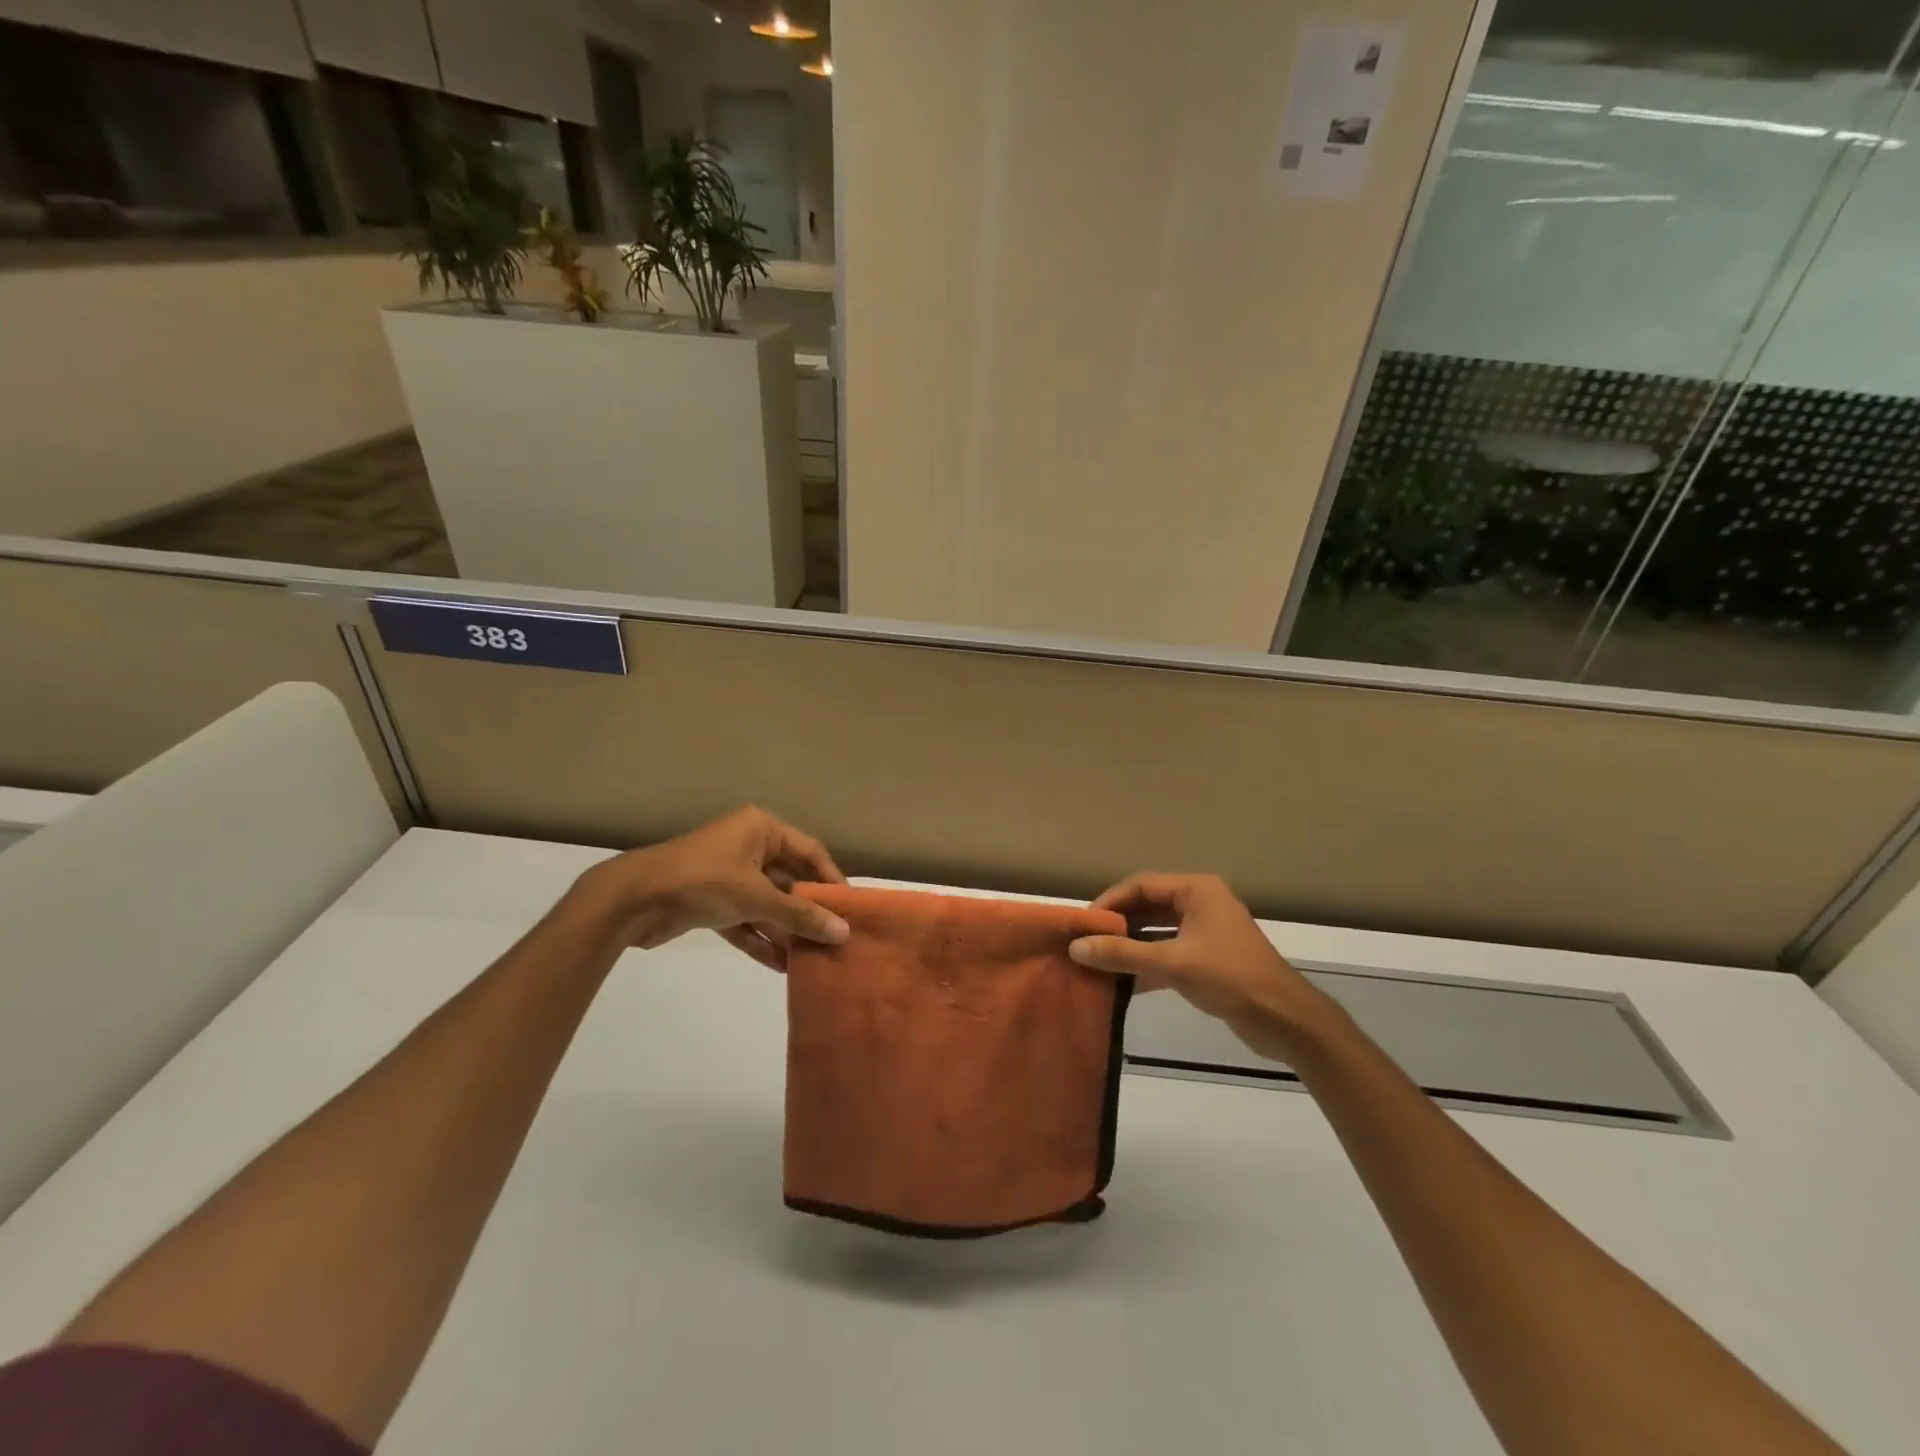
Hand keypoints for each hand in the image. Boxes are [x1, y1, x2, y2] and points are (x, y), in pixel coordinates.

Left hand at [575, 807, 849, 970]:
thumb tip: (843, 932)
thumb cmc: (702, 881)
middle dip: (809, 910)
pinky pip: (746, 920)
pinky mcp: (712, 903)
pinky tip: (782, 966)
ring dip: (786, 929)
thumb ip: (800, 915)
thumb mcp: (756, 896)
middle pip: (790, 879)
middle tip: (836, 938)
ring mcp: (729, 875)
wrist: (631, 900)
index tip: (851, 909)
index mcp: (761, 829)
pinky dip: (760, 939)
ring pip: (768, 904)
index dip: (832, 879)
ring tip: (814, 958)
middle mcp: (748, 847)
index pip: (810, 852)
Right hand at [1068, 873, 1331, 1062]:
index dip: (1110, 901)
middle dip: (1117, 925)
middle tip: (1085, 942)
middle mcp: (1201, 904)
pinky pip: (1168, 953)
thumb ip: (1123, 954)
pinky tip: (1121, 983)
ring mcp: (1205, 932)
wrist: (1286, 1021)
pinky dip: (1146, 965)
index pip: (1141, 885)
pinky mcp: (1207, 960)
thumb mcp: (1172, 963)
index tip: (1083, 922)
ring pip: (1157, 932)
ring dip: (1130, 947)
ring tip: (1096, 961)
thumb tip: (1076, 947)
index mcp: (1197, 890)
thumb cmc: (1231, 978)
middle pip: (1148, 907)